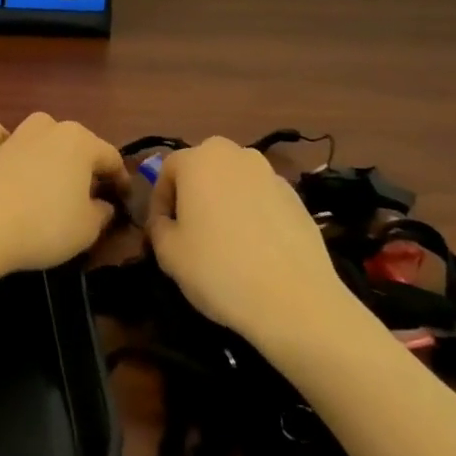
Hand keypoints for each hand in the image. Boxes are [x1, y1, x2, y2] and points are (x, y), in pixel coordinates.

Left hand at [0, 114, 128, 277]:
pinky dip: (4, 143)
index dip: (121, 181)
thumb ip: (102, 213)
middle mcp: (48, 128)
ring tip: (48, 180)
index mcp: (80, 142)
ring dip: (47, 151)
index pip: (111, 158)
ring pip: (39, 134)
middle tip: (87, 196)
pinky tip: (5, 159)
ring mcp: (13, 134)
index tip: (123, 202)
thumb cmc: (43, 226)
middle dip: (84, 166)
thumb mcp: (87, 229)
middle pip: (75, 144)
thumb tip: (103, 204)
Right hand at [145, 137, 355, 347]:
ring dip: (224, 202)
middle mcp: (235, 155)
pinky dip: (252, 214)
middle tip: (190, 230)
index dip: (159, 201)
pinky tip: (255, 250)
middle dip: (192, 194)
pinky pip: (261, 199)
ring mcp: (270, 174)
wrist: (294, 300)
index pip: (167, 169)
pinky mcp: (297, 198)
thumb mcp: (168, 254)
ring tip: (225, 241)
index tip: (161, 231)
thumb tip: (166, 223)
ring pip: (235, 182)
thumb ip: (158, 228)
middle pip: (204, 168)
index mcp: (199, 159)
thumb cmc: (219, 269)